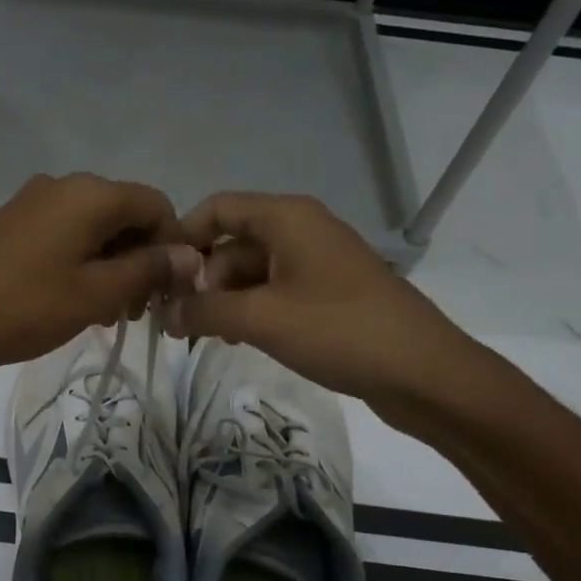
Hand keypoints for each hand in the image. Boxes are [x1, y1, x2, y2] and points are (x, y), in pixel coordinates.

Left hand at [0, 174, 199, 385]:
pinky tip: (77, 300)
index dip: (173, 246)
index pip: (157, 205)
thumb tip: (190, 254)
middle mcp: (66, 184)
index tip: (168, 292)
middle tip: (135, 312)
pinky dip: (83, 262)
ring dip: (112, 265)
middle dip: (141, 260)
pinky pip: (66, 233)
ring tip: (107, 313)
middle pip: (126, 215)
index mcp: (91, 194)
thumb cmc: (24, 308)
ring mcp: (36, 200)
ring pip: (96, 227)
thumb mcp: (96, 294)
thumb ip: (148, 269)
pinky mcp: (15, 221)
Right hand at [164, 192, 486, 415]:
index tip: (157, 277)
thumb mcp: (261, 319)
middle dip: (202, 278)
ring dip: (224, 298)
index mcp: (287, 217)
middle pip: (232, 242)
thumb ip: (204, 311)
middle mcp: (301, 229)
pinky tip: (238, 339)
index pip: (217, 208)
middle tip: (179, 321)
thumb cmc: (339, 331)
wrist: (424, 372)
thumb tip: (163, 313)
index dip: (182, 237)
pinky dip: (251, 309)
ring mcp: (317, 261)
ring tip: (206, 336)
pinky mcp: (327, 292)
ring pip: (252, 269)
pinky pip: (275, 290)